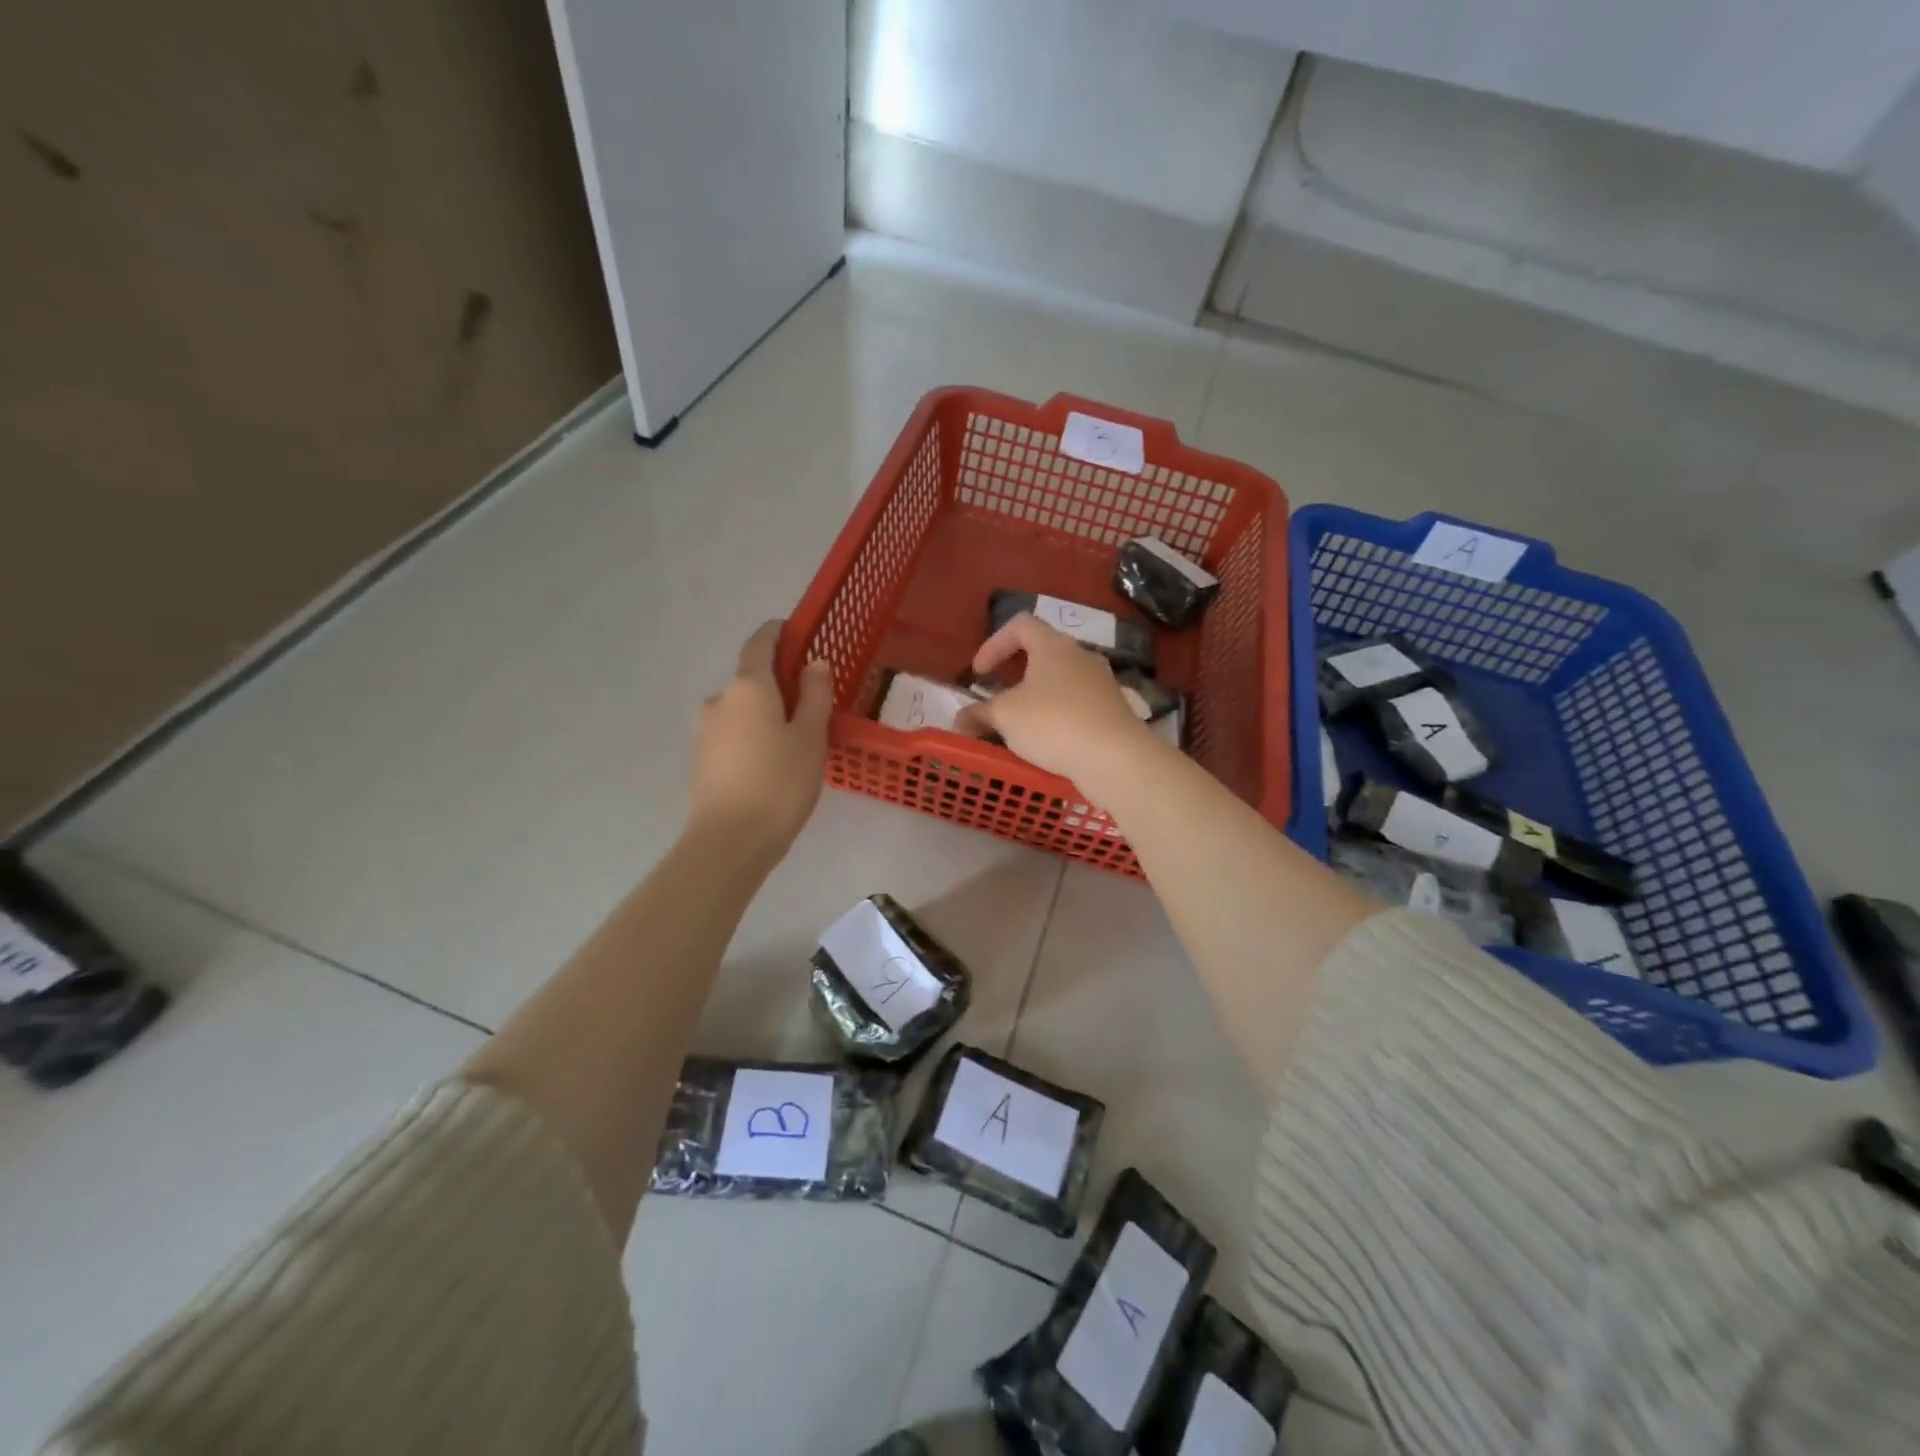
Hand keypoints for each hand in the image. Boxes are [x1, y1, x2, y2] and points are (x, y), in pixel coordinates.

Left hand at [689, 621, 832, 857]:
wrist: (730, 841)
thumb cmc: (780, 782)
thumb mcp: (811, 737)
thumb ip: (816, 695)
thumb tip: (815, 663)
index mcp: (748, 686)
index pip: (760, 643)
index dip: (778, 633)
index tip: (797, 632)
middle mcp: (720, 700)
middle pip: (752, 679)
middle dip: (780, 683)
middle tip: (812, 702)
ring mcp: (706, 731)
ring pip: (742, 710)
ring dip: (766, 714)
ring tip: (796, 739)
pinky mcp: (702, 760)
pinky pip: (734, 735)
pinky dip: (754, 737)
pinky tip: (773, 763)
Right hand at [955, 614, 1155, 798]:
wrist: (1115, 757)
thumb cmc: (1053, 723)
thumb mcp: (1005, 717)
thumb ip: (979, 714)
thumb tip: (960, 719)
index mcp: (1053, 646)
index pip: (1020, 625)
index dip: (994, 644)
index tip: (979, 674)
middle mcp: (1081, 656)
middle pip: (1043, 653)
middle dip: (1016, 674)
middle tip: (998, 698)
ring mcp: (1102, 683)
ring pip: (1061, 683)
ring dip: (1037, 699)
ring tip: (1020, 727)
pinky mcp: (1113, 711)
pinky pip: (1077, 706)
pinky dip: (1058, 718)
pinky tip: (1048, 744)